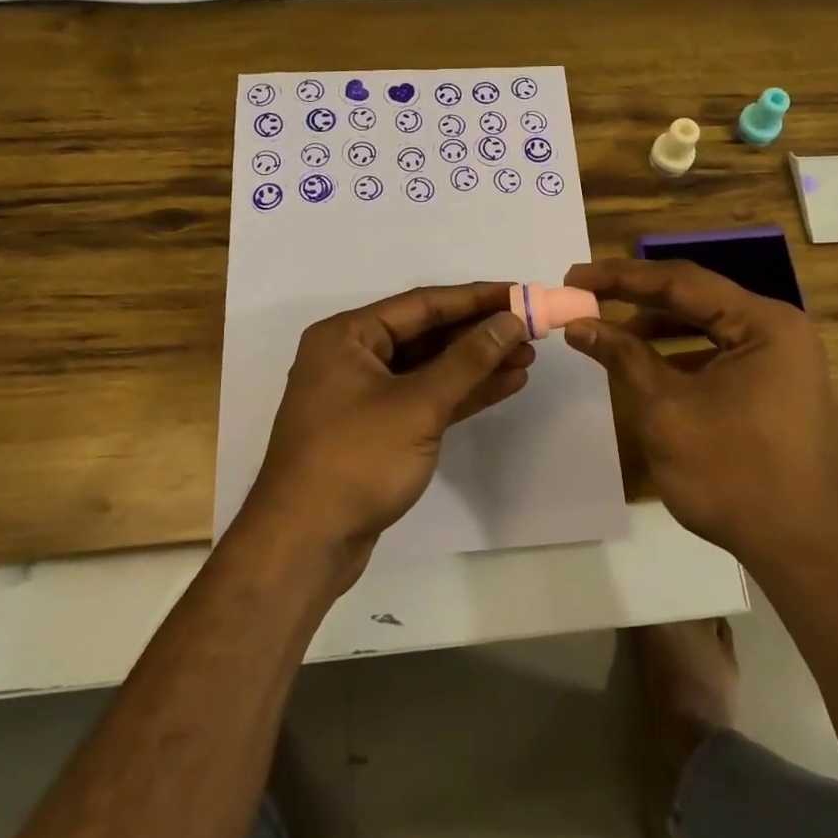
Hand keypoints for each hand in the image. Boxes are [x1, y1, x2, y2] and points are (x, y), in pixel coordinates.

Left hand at [243, 284, 531, 569]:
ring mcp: (365, 396)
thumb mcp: (418, 405)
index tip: (520, 293)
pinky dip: (462, 393)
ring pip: (430, 368)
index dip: (475, 298)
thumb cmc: (356, 460)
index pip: (422, 304)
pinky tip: (504, 384)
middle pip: (427, 334)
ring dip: (477, 364)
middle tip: (531, 329)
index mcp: (347, 336)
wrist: (306, 544)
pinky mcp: (379, 429)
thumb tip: (509, 321)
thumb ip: (467, 360)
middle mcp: (353, 357)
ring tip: (528, 357)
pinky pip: (426, 398)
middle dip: (479, 333)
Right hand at [561, 258, 837, 562]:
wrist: (797, 548)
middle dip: (637, 299)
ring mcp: (782, 359)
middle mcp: (779, 329)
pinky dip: (681, 355)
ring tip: (608, 332)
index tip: (574, 276)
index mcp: (764, 322)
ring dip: (657, 328)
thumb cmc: (730, 473)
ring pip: (707, 326)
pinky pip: (721, 354)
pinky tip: (647, 366)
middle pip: (696, 299)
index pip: (681, 282)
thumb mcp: (665, 409)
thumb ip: (622, 356)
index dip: (621, 277)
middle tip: (586, 296)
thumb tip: (579, 323)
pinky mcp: (776, 386)